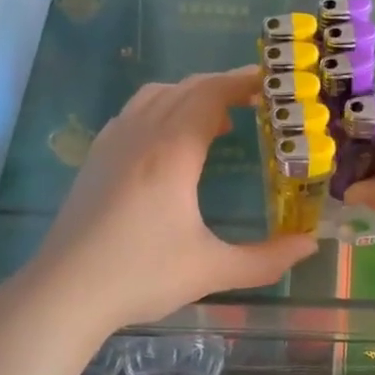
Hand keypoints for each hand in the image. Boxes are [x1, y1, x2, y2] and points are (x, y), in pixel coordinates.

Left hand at [27, 67, 317, 330]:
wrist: (64, 292)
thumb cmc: (141, 276)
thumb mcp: (212, 270)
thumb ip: (266, 259)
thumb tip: (310, 245)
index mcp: (172, 151)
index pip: (211, 94)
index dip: (242, 82)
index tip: (271, 84)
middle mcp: (141, 134)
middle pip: (185, 88)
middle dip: (222, 86)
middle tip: (256, 102)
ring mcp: (112, 143)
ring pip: (155, 95)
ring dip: (190, 96)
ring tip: (216, 122)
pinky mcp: (95, 158)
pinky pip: (133, 112)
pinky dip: (162, 109)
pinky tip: (170, 142)